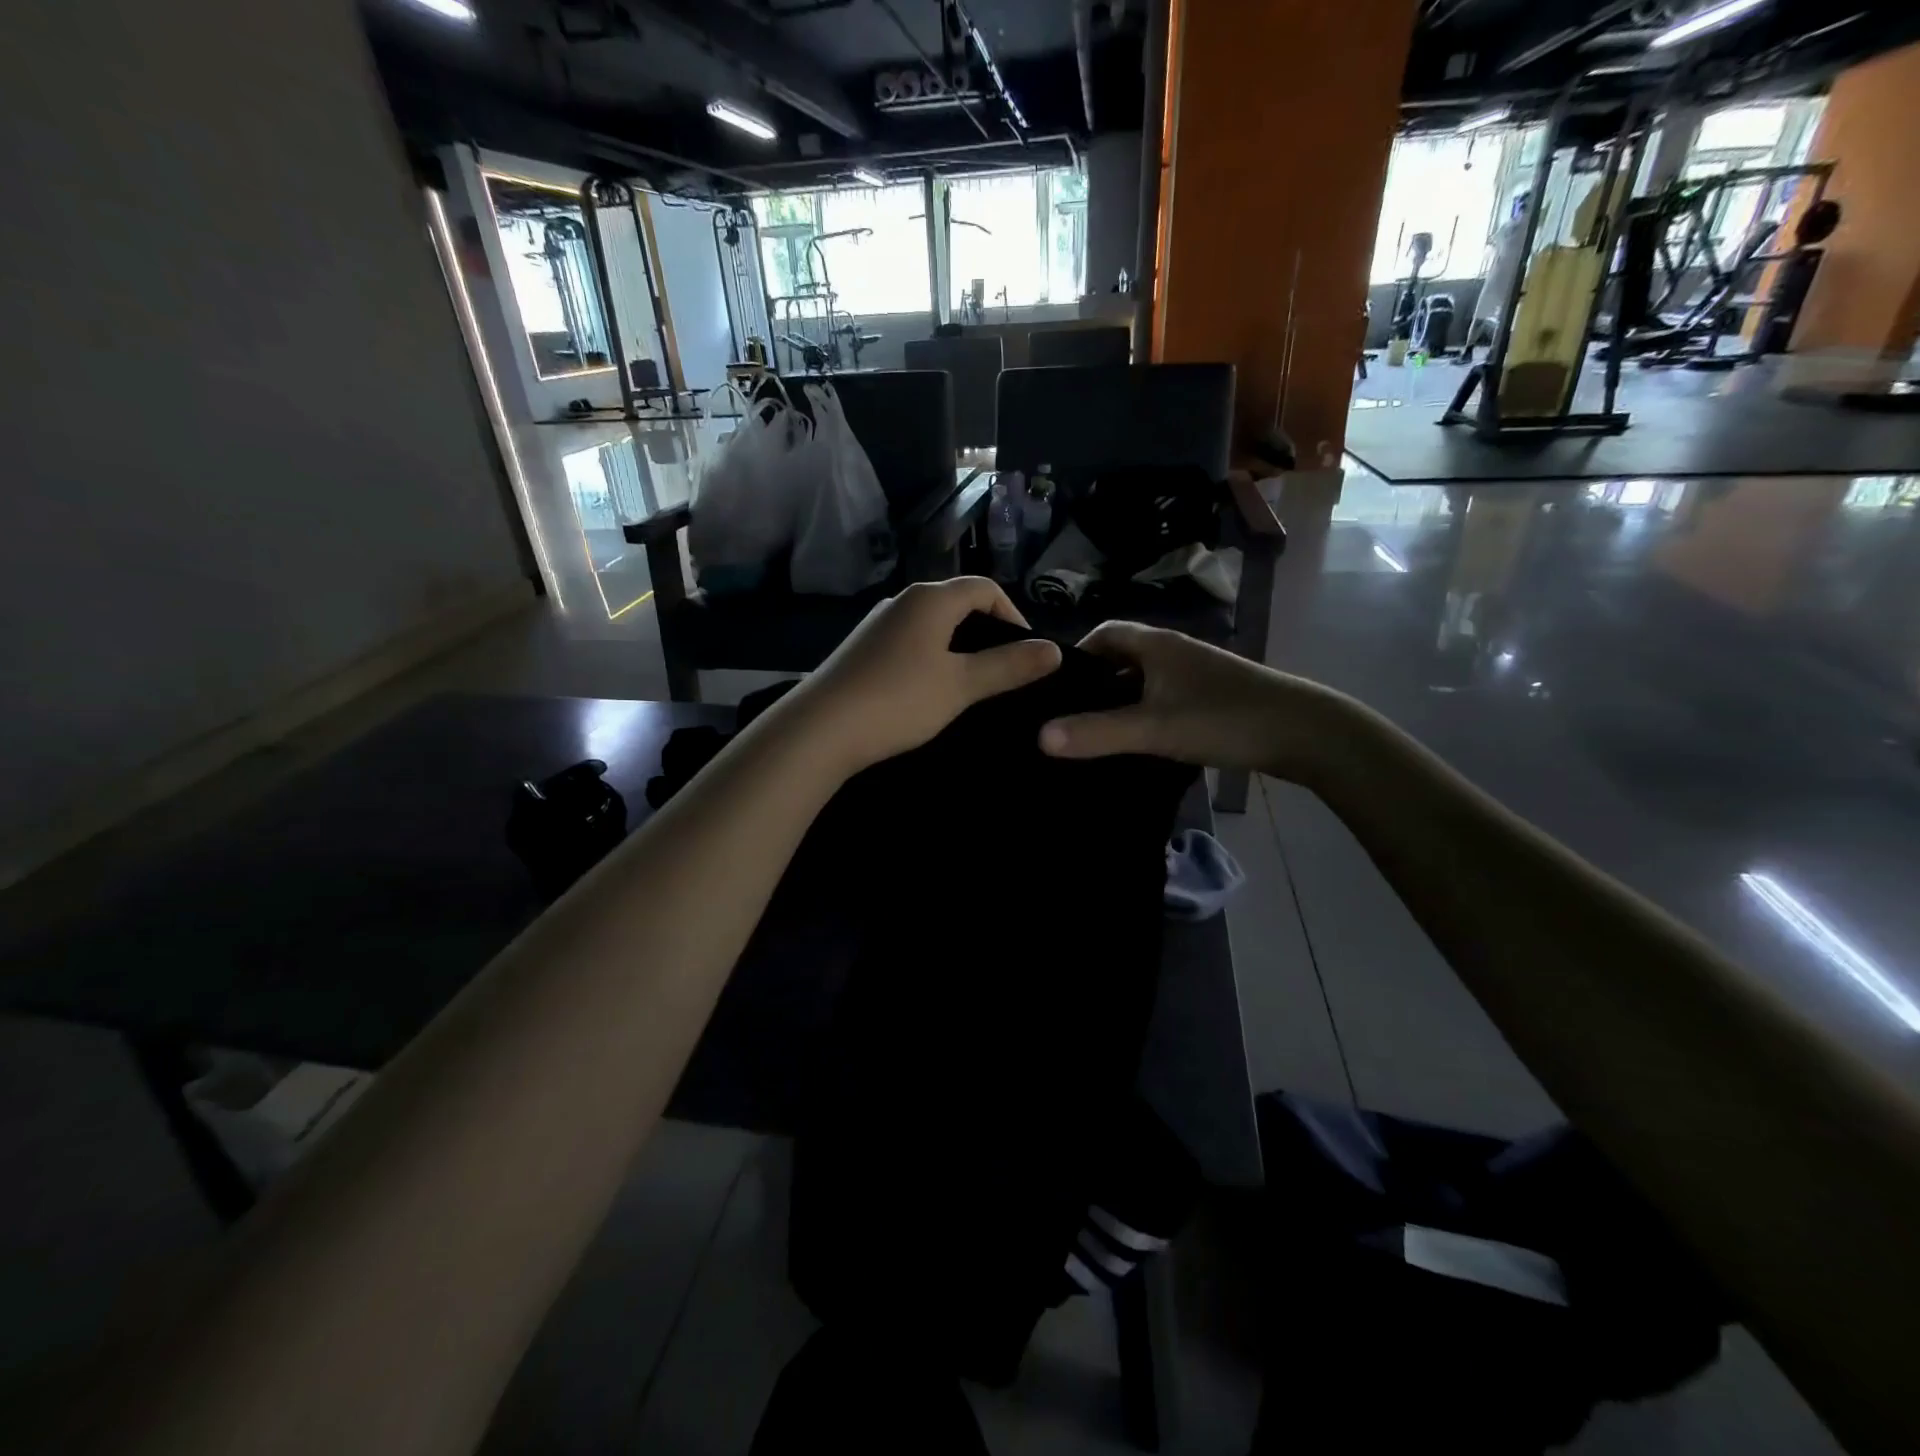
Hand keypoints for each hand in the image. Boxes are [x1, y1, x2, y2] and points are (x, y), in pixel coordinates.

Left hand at [792, 578, 1061, 774]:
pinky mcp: (861, 649)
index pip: (985, 588)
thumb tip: (1053, 650)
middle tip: (1003, 672)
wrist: (820, 729)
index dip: (1014, 614)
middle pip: (957, 604)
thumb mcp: (961, 685)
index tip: (1027, 654)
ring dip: (957, 649)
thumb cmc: (899, 700)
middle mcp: (903, 600)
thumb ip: (1008, 666)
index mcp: (931, 598)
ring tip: (970, 685)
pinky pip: (909, 643)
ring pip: (932, 626)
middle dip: (986, 633)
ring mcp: (877, 625)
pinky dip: (930, 659)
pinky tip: (928, 693)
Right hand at [1037, 621, 1340, 775]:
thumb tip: (1038, 737)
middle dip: (1094, 682)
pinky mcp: (1212, 698)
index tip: (1054, 687)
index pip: (1104, 633)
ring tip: (1093, 732)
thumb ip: (1097, 733)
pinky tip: (1137, 743)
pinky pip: (1163, 699)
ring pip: (1144, 681)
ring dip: (1120, 700)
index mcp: (1157, 644)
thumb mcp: (1153, 728)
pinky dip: (1144, 714)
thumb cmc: (1223, 718)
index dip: (1076, 654)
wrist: (1305, 733)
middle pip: (1122, 657)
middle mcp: (1175, 651)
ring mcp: (1196, 674)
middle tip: (1066, 715)